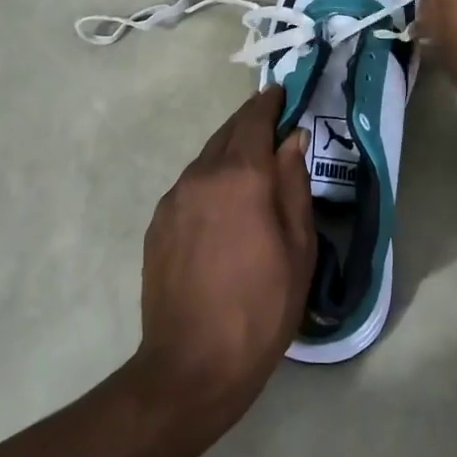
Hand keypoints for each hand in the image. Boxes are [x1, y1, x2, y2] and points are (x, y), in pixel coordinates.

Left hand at [129, 88, 314, 428]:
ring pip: (205, 159)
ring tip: (249, 165)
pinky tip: (222, 204)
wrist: (192, 364)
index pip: (254, 120)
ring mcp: (173, 199)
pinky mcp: (158, 223)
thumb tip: (292, 139)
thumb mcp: (298, 248)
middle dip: (249, 123)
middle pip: (226, 133)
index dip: (269, 103)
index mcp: (240, 176)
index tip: (281, 92)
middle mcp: (201, 175)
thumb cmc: (261, 307)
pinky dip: (209, 180)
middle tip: (271, 122)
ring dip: (228, 153)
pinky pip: (189, 186)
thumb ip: (294, 185)